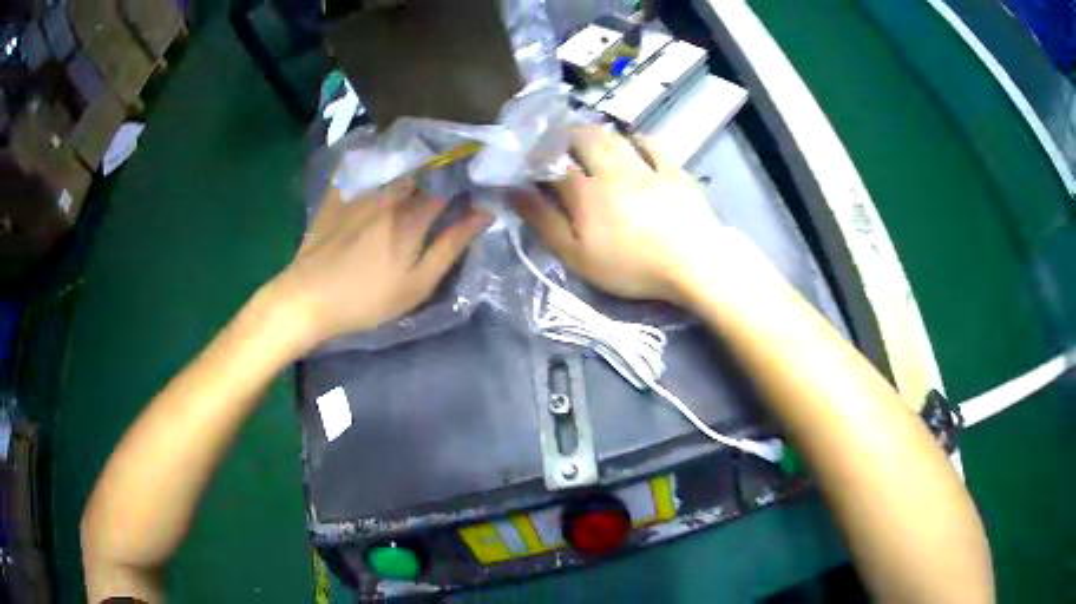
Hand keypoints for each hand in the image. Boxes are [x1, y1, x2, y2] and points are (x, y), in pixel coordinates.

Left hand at [272, 180, 491, 348]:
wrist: (308, 298)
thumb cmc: (367, 299)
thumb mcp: (416, 284)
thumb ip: (450, 247)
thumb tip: (484, 214)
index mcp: (412, 217)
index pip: (449, 186)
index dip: (465, 181)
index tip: (474, 183)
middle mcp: (389, 195)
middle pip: (423, 170)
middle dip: (439, 168)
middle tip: (448, 174)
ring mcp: (361, 190)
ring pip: (396, 165)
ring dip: (412, 163)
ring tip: (420, 167)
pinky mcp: (337, 193)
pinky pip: (362, 164)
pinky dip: (378, 159)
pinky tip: (382, 164)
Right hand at [512, 126, 722, 303]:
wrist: (692, 264)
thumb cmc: (631, 267)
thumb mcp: (577, 255)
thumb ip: (544, 222)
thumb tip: (514, 191)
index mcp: (585, 190)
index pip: (553, 166)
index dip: (537, 161)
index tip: (528, 162)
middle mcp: (612, 169)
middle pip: (584, 140)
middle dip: (566, 137)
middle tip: (558, 142)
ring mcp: (646, 167)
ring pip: (615, 137)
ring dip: (598, 133)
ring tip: (589, 137)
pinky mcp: (673, 171)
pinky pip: (652, 145)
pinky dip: (637, 139)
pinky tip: (633, 141)